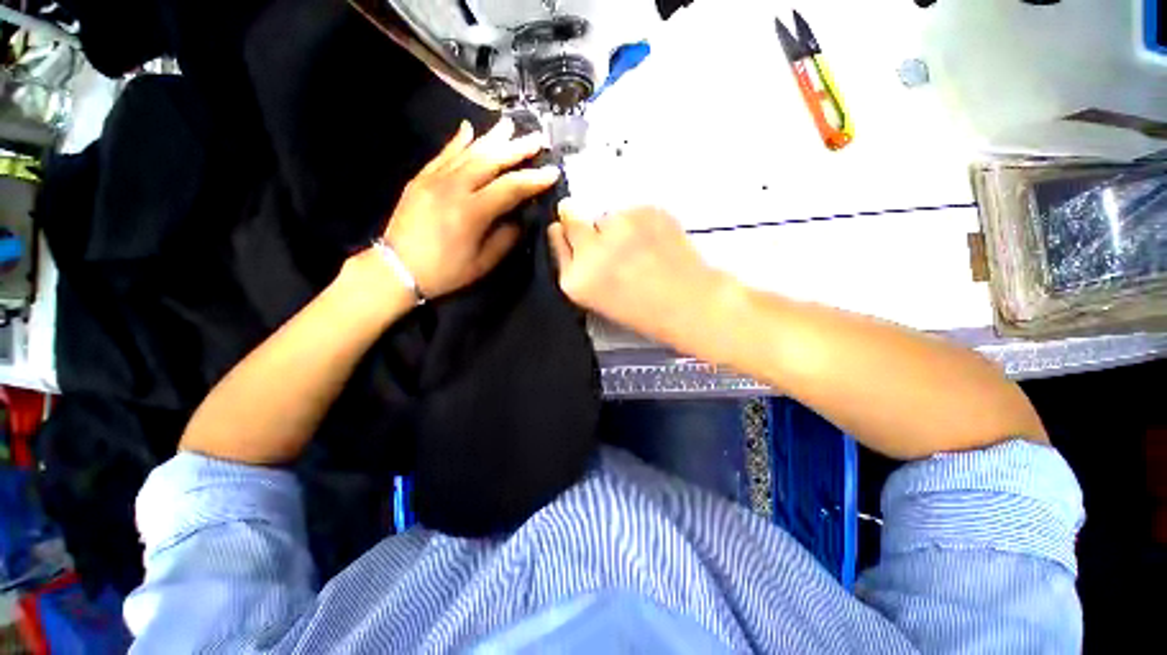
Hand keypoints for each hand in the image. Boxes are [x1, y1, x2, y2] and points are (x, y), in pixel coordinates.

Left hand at [381, 117, 559, 298]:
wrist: (397, 269)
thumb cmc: (445, 271)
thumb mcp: (483, 263)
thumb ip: (505, 238)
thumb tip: (519, 219)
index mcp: (472, 212)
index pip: (510, 188)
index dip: (533, 179)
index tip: (552, 171)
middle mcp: (454, 188)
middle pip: (490, 161)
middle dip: (516, 149)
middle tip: (536, 138)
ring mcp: (434, 179)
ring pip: (468, 152)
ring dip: (492, 138)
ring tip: (509, 125)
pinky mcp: (421, 178)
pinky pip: (443, 154)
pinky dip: (458, 141)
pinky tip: (469, 128)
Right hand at [549, 203, 728, 344]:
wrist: (689, 303)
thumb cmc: (643, 311)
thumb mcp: (598, 298)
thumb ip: (581, 268)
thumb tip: (572, 232)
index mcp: (575, 279)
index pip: (556, 238)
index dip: (565, 234)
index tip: (571, 232)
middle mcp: (591, 249)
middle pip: (572, 217)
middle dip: (584, 225)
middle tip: (608, 241)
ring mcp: (618, 227)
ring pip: (606, 216)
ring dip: (615, 227)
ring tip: (639, 248)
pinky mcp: (645, 211)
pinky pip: (632, 211)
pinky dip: (640, 222)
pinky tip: (654, 241)